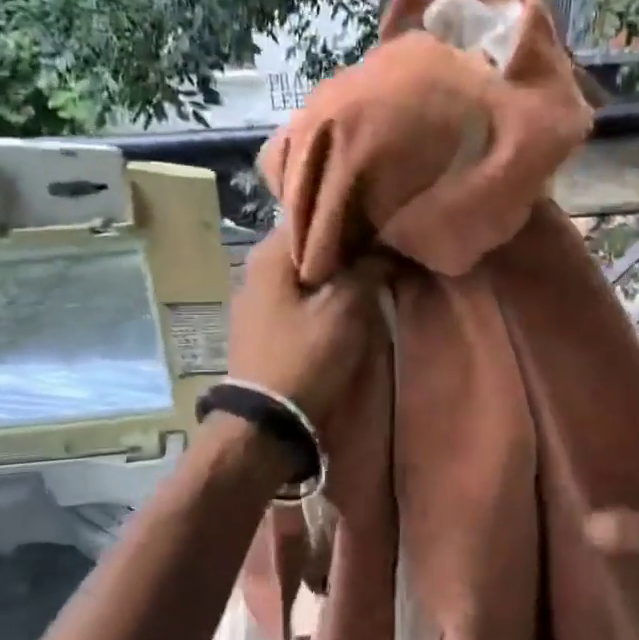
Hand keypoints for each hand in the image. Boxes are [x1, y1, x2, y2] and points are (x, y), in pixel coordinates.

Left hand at [228, 228, 389, 422]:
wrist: (265, 425)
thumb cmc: (306, 356)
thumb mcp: (346, 309)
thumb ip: (367, 268)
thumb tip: (384, 245)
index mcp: (270, 252)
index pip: (316, 214)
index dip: (353, 217)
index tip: (383, 222)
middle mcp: (255, 267)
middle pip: (310, 244)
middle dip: (346, 247)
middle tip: (384, 249)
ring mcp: (254, 298)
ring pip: (304, 271)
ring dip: (334, 273)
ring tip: (371, 275)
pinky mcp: (260, 325)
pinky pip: (296, 296)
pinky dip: (320, 294)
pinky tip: (344, 302)